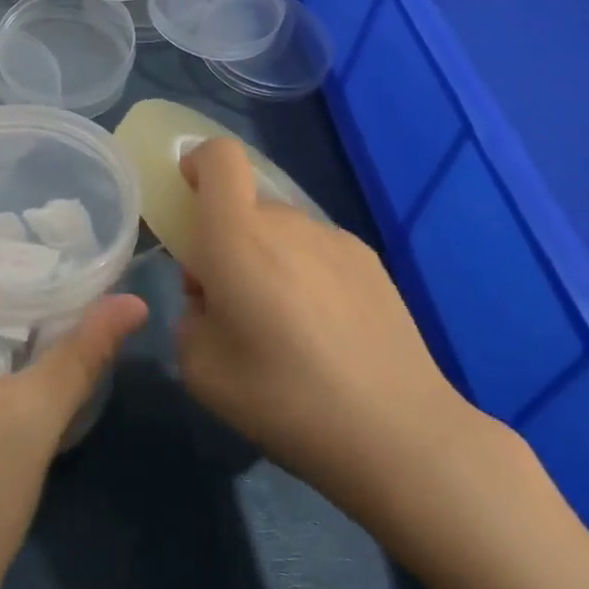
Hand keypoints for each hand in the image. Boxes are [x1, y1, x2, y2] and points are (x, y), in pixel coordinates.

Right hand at [173, 138, 493, 533]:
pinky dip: (307, 274)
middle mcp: (286, 221)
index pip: (219, 156)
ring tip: (285, 327)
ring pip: (283, 231)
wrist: (398, 433)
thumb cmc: (285, 398)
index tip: (189, 199)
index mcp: (237, 235)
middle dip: (228, 238)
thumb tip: (209, 300)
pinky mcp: (369, 261)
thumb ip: (190, 317)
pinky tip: (327, 333)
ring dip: (269, 259)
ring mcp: (334, 238)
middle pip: (246, 204)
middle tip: (232, 302)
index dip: (198, 162)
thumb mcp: (201, 369)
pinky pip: (318, 251)